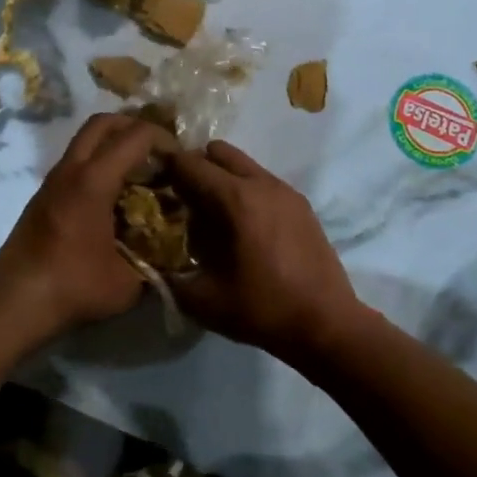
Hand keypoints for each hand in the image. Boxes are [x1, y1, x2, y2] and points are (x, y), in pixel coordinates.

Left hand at [0, 113, 174, 336]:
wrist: (14, 304)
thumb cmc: (73, 287)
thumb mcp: (129, 282)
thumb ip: (155, 261)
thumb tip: (173, 254)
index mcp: (93, 181)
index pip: (135, 135)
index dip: (163, 138)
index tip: (180, 159)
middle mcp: (70, 170)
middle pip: (102, 123)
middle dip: (133, 126)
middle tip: (157, 151)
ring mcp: (52, 181)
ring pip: (84, 141)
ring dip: (113, 145)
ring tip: (139, 173)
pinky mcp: (43, 197)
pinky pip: (75, 163)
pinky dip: (98, 164)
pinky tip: (114, 197)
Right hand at [165, 140, 363, 359]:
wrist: (326, 324)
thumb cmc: (262, 310)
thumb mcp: (202, 299)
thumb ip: (169, 274)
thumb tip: (152, 259)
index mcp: (236, 199)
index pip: (190, 164)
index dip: (165, 167)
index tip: (150, 181)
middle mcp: (261, 184)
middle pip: (218, 152)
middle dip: (195, 166)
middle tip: (181, 196)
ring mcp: (286, 191)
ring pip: (243, 165)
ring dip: (222, 178)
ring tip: (211, 213)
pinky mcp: (301, 205)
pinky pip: (263, 181)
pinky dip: (245, 190)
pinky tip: (241, 226)